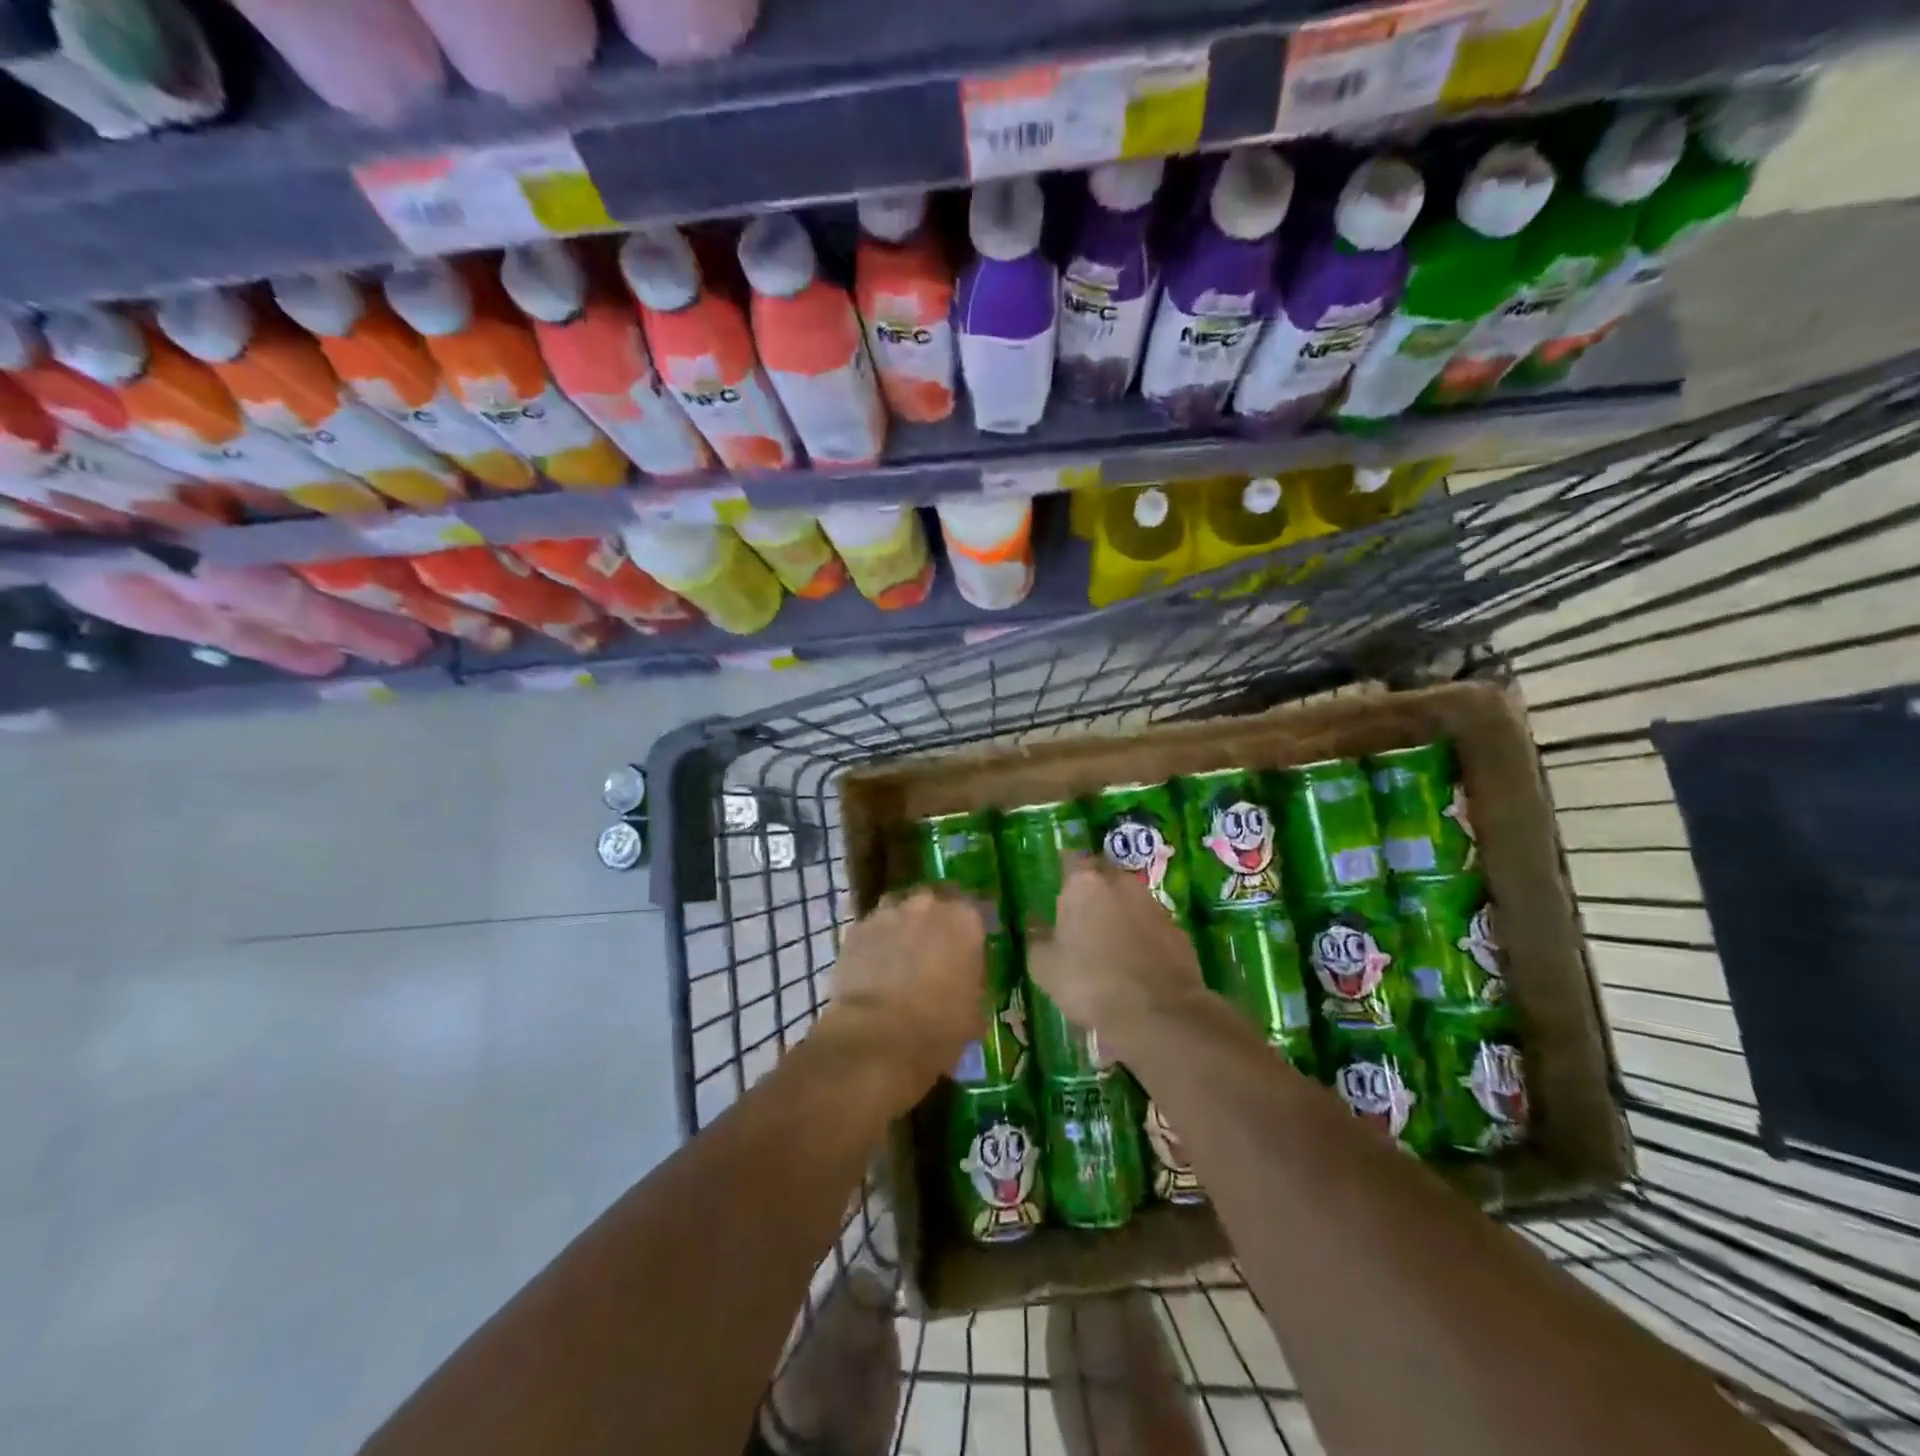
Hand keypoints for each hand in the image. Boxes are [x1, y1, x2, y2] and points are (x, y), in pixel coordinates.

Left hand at [827, 889, 987, 1102]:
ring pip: (901, 909)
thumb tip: (966, 975)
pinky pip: (874, 928)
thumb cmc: (938, 1027)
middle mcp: (928, 904)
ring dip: (905, 925)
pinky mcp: (857, 927)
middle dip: (937, 920)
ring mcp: (889, 912)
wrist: (876, 1036)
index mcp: (965, 919)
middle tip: (936, 948)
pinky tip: (876, 965)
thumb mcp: (975, 1009)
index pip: (979, 907)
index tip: (973, 944)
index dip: (974, 927)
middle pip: (937, 902)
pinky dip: (877, 941)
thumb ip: (973, 978)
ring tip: (903, 954)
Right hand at [1027, 856, 1205, 1058]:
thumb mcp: (1045, 966)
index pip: (1071, 858)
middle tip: (1080, 913)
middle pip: (1103, 874)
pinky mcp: (1177, 930)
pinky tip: (1135, 960)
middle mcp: (1121, 884)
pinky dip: (1142, 934)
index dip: (1065, 869)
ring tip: (1108, 940)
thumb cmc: (1091, 982)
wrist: (1159, 1014)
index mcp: (1084, 884)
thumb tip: (1034, 921)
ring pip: (1129, 898)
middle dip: (1093, 888)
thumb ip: (1036, 937)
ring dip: (1119, 910)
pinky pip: (1151, 924)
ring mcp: (1153, 905)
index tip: (1058, 884)